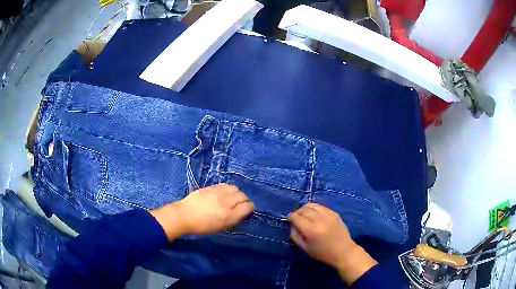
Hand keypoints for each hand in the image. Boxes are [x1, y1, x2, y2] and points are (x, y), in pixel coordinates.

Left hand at [150, 184, 254, 240]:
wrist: (184, 215)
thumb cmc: (202, 226)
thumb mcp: (220, 228)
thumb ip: (233, 220)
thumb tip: (241, 213)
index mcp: (229, 215)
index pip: (248, 206)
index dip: (250, 208)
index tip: (247, 211)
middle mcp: (226, 202)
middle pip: (243, 196)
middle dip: (244, 200)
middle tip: (239, 205)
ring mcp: (218, 193)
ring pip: (235, 188)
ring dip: (237, 193)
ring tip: (232, 198)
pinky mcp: (211, 187)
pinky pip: (225, 185)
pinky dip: (228, 189)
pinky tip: (223, 194)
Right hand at [287, 203, 376, 284]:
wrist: (343, 251)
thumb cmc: (323, 253)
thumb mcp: (305, 248)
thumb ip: (295, 236)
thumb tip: (292, 225)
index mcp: (310, 230)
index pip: (296, 217)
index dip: (290, 216)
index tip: (288, 218)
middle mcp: (319, 219)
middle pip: (303, 209)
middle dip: (297, 212)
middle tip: (295, 217)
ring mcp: (328, 214)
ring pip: (312, 205)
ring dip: (305, 208)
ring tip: (304, 214)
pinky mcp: (334, 213)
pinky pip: (321, 206)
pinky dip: (314, 208)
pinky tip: (314, 214)